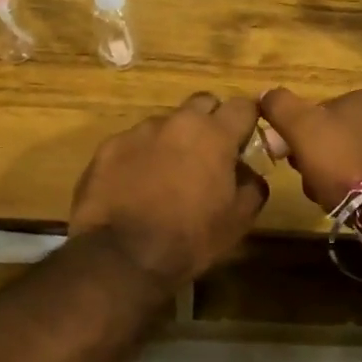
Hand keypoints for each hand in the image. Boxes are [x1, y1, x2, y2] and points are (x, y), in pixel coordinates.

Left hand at [69, 93, 269, 288]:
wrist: (121, 257)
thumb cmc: (190, 238)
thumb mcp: (239, 220)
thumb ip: (252, 184)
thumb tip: (248, 171)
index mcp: (215, 135)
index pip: (242, 106)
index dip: (247, 121)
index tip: (244, 141)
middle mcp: (177, 122)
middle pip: (202, 104)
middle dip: (210, 122)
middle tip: (208, 155)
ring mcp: (139, 132)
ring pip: (165, 124)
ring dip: (172, 141)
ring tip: (166, 176)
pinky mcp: (108, 147)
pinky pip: (133, 143)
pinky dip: (140, 157)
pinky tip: (135, 187)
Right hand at [257, 87, 361, 212]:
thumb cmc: (342, 162)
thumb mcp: (301, 128)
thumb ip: (280, 106)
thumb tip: (265, 94)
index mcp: (361, 96)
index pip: (314, 112)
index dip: (295, 136)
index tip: (289, 158)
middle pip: (329, 135)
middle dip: (313, 157)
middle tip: (307, 180)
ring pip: (344, 156)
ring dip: (329, 174)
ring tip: (326, 195)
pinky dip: (351, 185)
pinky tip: (346, 200)